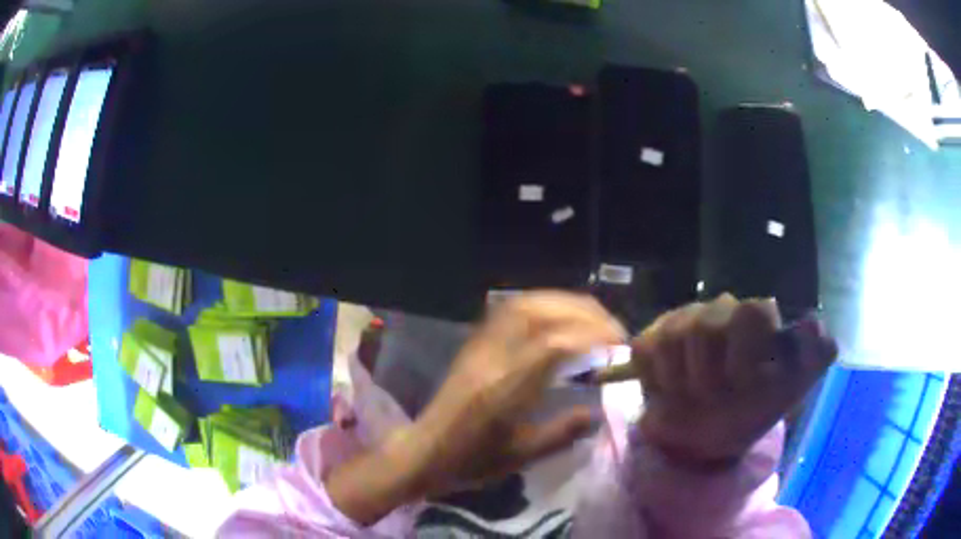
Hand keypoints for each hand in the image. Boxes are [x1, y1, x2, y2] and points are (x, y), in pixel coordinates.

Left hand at [326, 291, 624, 523]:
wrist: (423, 452)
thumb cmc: (470, 462)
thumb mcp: (521, 457)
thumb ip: (562, 433)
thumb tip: (597, 413)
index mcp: (504, 390)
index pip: (552, 345)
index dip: (591, 335)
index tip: (619, 343)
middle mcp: (491, 359)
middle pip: (538, 313)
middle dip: (583, 312)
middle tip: (612, 328)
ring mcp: (479, 346)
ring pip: (522, 304)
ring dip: (563, 303)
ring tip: (592, 317)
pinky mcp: (474, 343)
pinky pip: (509, 310)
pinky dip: (542, 305)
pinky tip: (558, 316)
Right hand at [632, 294, 836, 467]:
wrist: (706, 436)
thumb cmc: (752, 411)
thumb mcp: (791, 391)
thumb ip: (813, 356)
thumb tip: (813, 324)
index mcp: (756, 318)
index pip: (753, 311)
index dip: (746, 356)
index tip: (746, 386)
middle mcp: (722, 310)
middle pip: (706, 326)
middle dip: (709, 375)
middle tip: (715, 399)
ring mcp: (683, 320)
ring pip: (674, 339)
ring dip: (684, 385)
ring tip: (694, 398)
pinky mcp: (651, 338)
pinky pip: (647, 351)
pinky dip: (658, 382)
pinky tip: (670, 391)